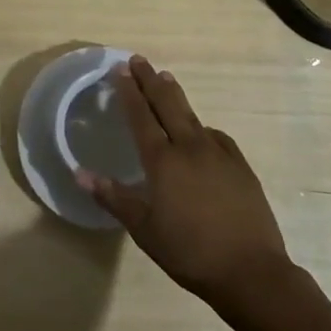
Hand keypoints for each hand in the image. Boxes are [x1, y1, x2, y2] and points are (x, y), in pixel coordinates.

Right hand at [77, 56, 292, 306]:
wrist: (251, 270)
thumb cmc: (189, 252)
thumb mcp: (144, 230)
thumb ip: (113, 198)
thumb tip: (80, 173)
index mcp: (163, 161)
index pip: (141, 116)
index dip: (129, 92)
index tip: (120, 70)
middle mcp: (190, 147)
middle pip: (167, 103)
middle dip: (150, 79)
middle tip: (139, 60)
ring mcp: (218, 153)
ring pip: (192, 114)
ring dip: (175, 94)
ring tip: (165, 78)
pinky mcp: (239, 164)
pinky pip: (214, 135)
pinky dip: (200, 125)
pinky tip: (199, 129)